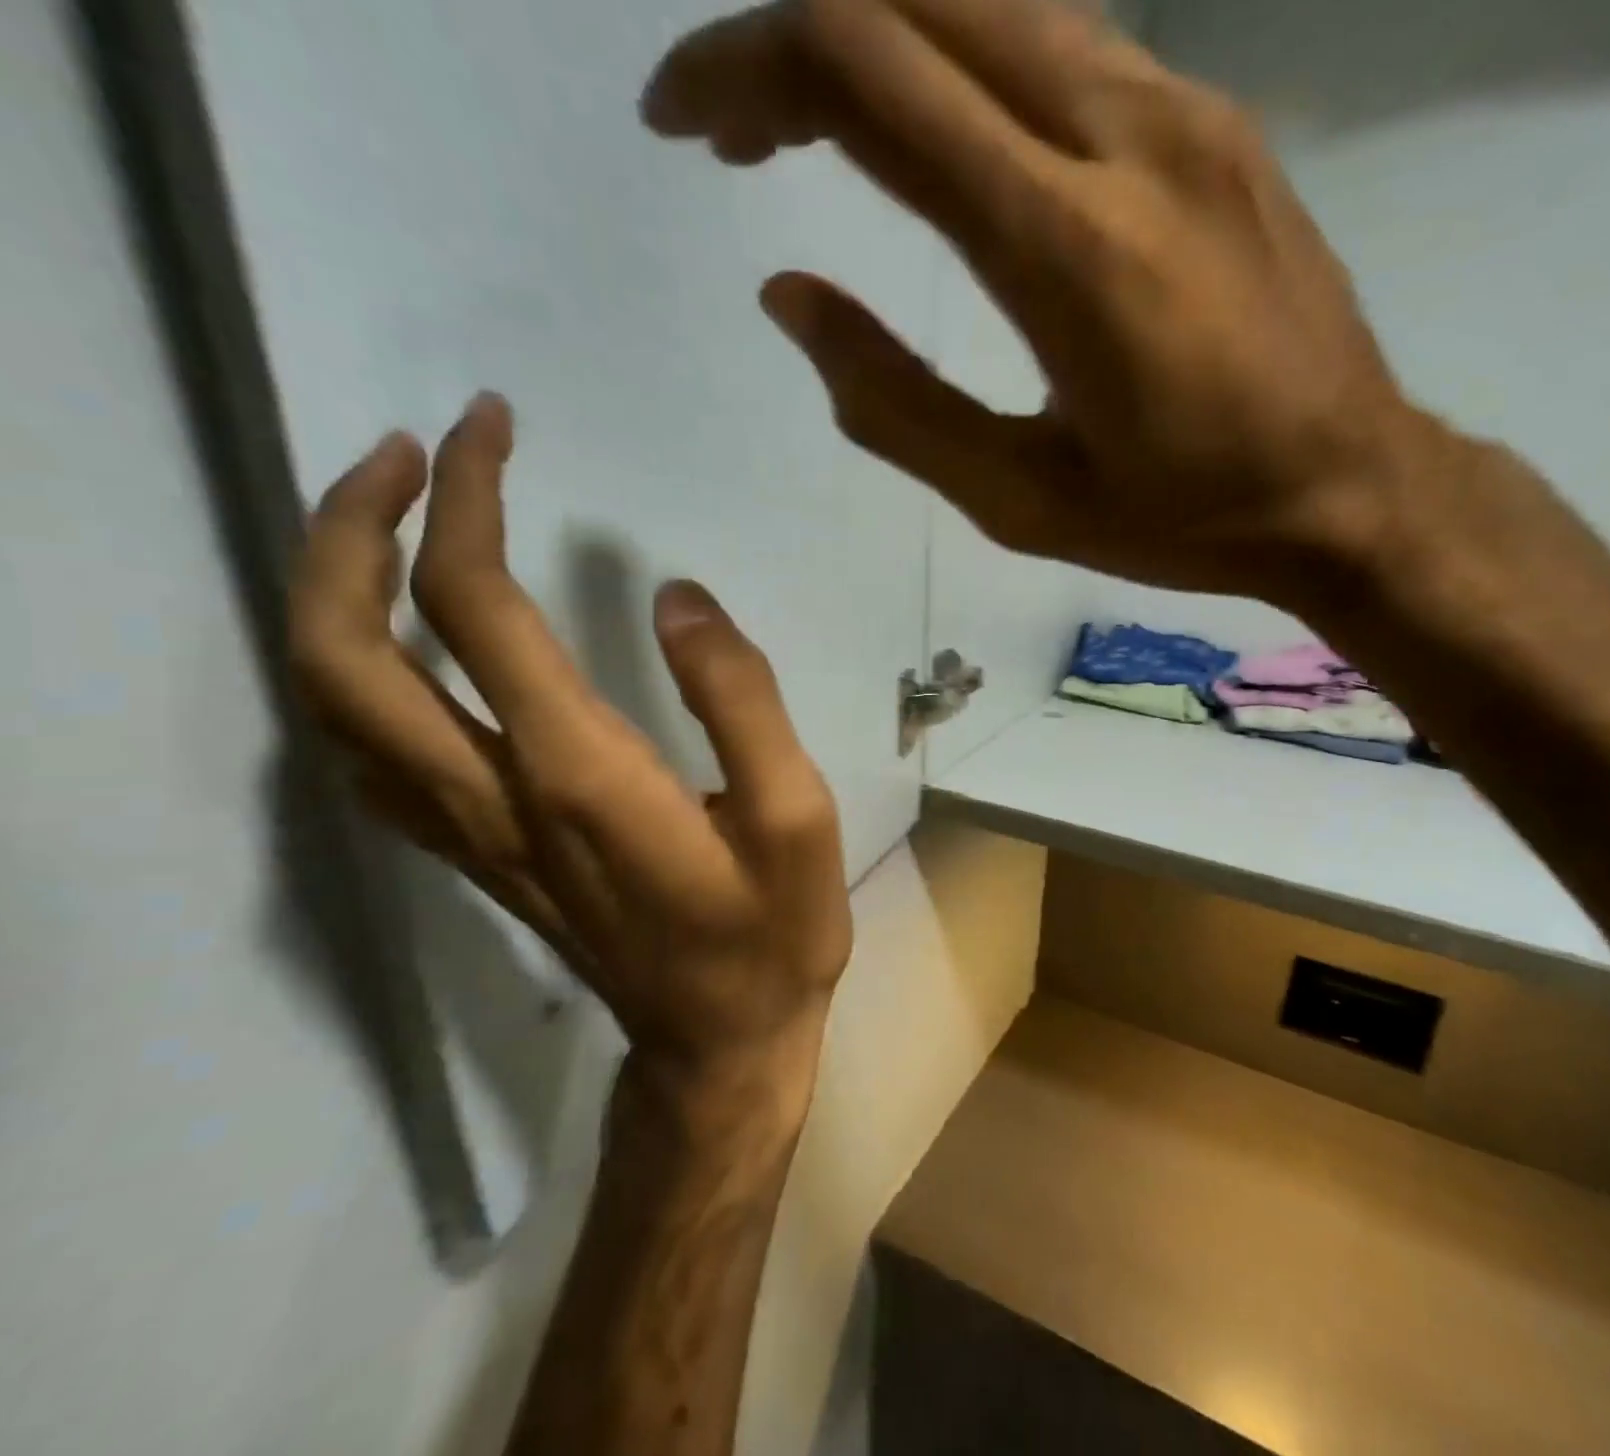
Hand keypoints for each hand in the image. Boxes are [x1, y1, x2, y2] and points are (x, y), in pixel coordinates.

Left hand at [288, 393, 852, 1099]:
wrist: (720, 1040)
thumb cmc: (774, 928)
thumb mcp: (798, 814)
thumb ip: (742, 697)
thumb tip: (679, 598)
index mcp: (581, 774)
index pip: (475, 609)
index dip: (468, 502)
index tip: (492, 429)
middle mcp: (495, 795)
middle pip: (343, 651)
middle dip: (348, 529)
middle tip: (403, 455)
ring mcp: (469, 833)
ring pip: (327, 706)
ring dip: (329, 593)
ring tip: (387, 522)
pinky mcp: (476, 854)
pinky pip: (363, 756)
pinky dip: (348, 677)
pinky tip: (396, 645)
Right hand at [644, 0, 1427, 600]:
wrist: (1348, 485)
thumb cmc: (1181, 519)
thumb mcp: (1020, 502)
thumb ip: (895, 403)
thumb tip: (791, 296)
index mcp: (1065, 248)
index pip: (866, 75)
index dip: (744, 71)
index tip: (682, 123)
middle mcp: (1125, 133)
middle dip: (792, 34)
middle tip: (737, 132)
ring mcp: (1183, 109)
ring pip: (989, 0)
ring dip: (878, 43)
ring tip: (817, 137)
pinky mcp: (1217, 120)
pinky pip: (1061, 45)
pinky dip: (963, 67)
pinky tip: (940, 145)